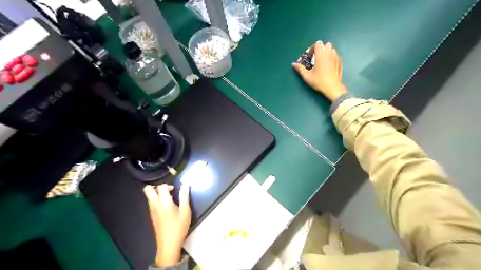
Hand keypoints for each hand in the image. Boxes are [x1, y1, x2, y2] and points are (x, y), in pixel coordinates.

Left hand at [142, 184, 190, 266]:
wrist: (168, 244)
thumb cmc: (178, 226)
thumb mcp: (185, 210)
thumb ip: (184, 196)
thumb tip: (185, 185)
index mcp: (163, 202)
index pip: (161, 186)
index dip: (168, 185)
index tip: (175, 190)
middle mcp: (155, 204)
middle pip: (147, 190)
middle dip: (156, 186)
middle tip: (167, 190)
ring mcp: (152, 211)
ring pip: (149, 197)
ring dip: (157, 194)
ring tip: (170, 199)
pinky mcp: (152, 216)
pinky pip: (152, 203)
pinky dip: (157, 200)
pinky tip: (168, 207)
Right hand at [291, 41, 348, 102]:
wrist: (332, 87)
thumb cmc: (319, 81)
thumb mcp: (307, 76)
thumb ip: (300, 69)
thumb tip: (293, 64)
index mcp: (320, 56)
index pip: (318, 44)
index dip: (313, 48)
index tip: (310, 55)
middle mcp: (329, 55)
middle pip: (327, 44)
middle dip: (322, 48)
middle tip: (317, 57)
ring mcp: (336, 58)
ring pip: (333, 49)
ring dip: (328, 52)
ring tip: (324, 60)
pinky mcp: (340, 63)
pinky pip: (336, 56)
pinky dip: (332, 57)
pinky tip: (329, 65)